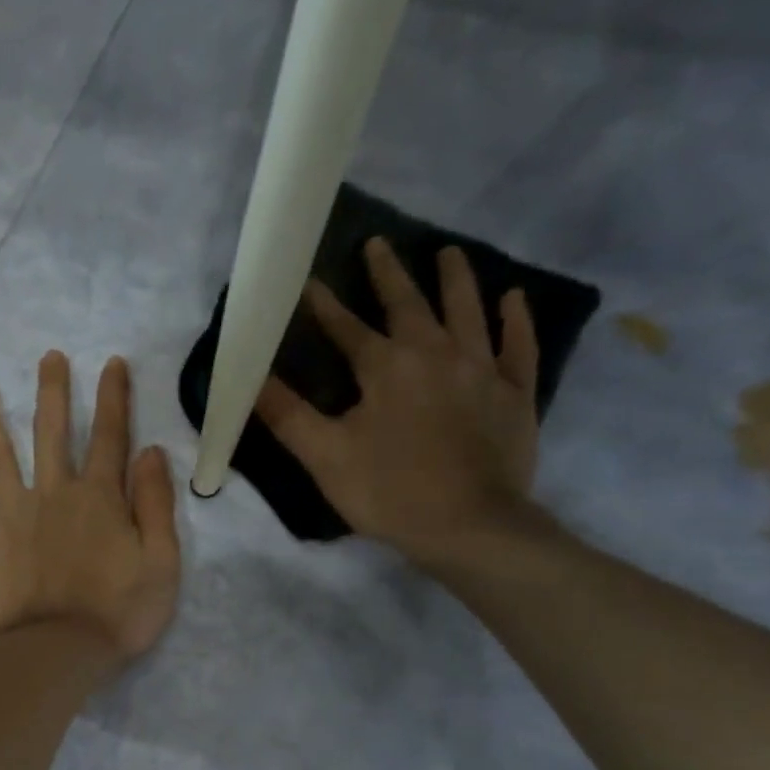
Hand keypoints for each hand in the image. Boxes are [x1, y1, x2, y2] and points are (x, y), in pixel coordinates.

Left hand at [0, 352, 181, 662]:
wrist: (58, 653)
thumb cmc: (118, 614)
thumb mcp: (161, 563)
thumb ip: (157, 505)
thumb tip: (151, 451)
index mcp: (99, 498)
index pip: (110, 437)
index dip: (113, 398)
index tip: (110, 364)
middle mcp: (53, 494)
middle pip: (52, 433)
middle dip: (52, 392)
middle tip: (47, 357)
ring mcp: (11, 515)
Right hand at [255, 238, 541, 563]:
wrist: (470, 525)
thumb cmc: (389, 491)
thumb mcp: (324, 455)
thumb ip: (287, 414)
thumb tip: (249, 378)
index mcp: (387, 367)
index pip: (348, 328)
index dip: (324, 305)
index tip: (307, 280)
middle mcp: (436, 354)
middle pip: (411, 304)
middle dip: (390, 274)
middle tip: (380, 244)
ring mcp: (482, 370)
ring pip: (469, 311)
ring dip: (456, 280)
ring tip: (449, 253)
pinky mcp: (516, 394)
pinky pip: (519, 347)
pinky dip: (516, 321)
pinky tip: (513, 300)